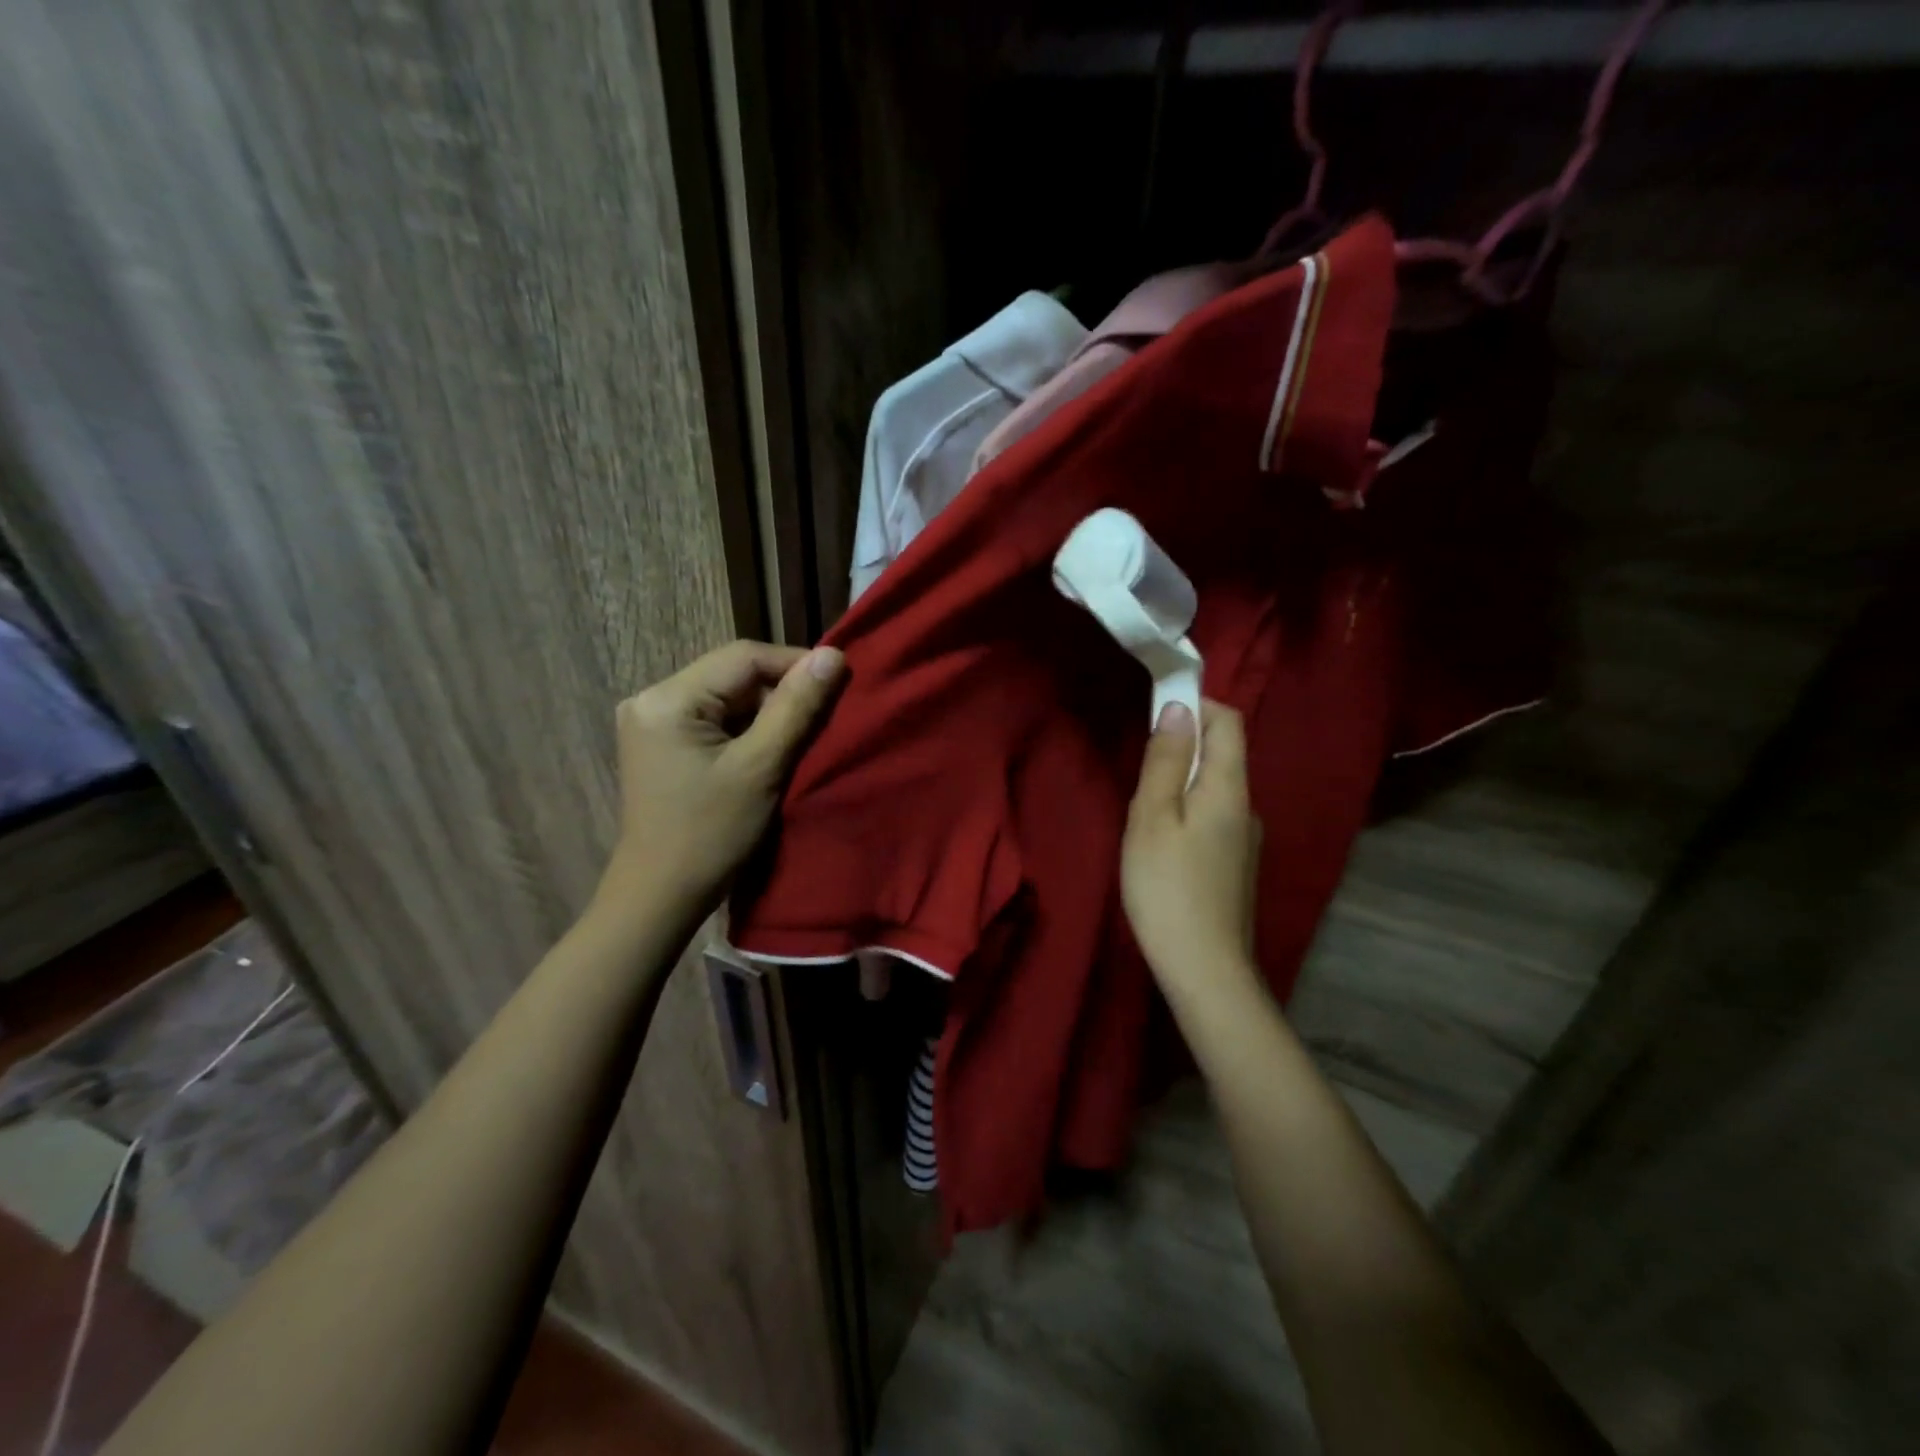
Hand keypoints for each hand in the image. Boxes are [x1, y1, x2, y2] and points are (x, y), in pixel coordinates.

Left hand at [605, 639, 844, 911]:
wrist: (660, 896)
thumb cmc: (711, 835)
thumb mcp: (761, 767)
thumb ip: (796, 707)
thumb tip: (834, 655)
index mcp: (668, 698)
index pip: (743, 657)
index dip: (795, 664)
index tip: (838, 684)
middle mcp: (652, 698)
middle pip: (733, 675)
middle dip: (781, 692)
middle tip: (822, 717)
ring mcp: (653, 721)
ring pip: (727, 697)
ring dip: (766, 713)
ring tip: (801, 737)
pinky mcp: (661, 743)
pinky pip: (714, 719)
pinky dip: (746, 730)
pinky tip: (768, 751)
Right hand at [1121, 700, 1263, 1007]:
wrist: (1205, 970)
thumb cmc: (1168, 888)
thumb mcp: (1153, 818)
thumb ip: (1166, 761)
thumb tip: (1179, 708)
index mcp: (1230, 788)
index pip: (1229, 721)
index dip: (1197, 704)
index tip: (1156, 713)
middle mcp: (1248, 807)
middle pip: (1223, 754)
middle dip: (1183, 746)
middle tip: (1140, 772)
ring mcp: (1246, 839)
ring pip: (1214, 789)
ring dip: (1181, 782)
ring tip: (1144, 814)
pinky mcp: (1236, 865)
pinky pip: (1213, 817)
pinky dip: (1187, 812)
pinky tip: (1162, 845)